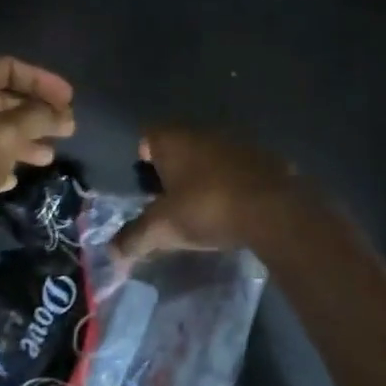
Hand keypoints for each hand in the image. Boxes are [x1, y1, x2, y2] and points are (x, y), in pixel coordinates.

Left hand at [0, 57, 75, 249]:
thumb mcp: (1, 137)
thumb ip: (34, 117)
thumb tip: (59, 113)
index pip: (7, 68)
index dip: (42, 81)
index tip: (69, 101)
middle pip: (3, 98)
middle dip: (37, 112)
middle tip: (67, 129)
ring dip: (26, 138)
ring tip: (49, 156)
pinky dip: (4, 162)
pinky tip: (16, 179)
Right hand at [116, 127, 304, 260]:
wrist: (273, 211)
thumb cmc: (207, 209)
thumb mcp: (162, 229)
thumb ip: (134, 239)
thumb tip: (112, 254)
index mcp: (174, 140)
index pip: (148, 137)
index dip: (143, 158)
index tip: (144, 184)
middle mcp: (204, 132)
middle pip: (180, 144)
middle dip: (174, 167)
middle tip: (169, 198)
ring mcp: (238, 143)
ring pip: (212, 154)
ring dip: (206, 173)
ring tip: (202, 204)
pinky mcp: (267, 158)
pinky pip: (240, 167)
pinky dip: (234, 182)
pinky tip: (235, 206)